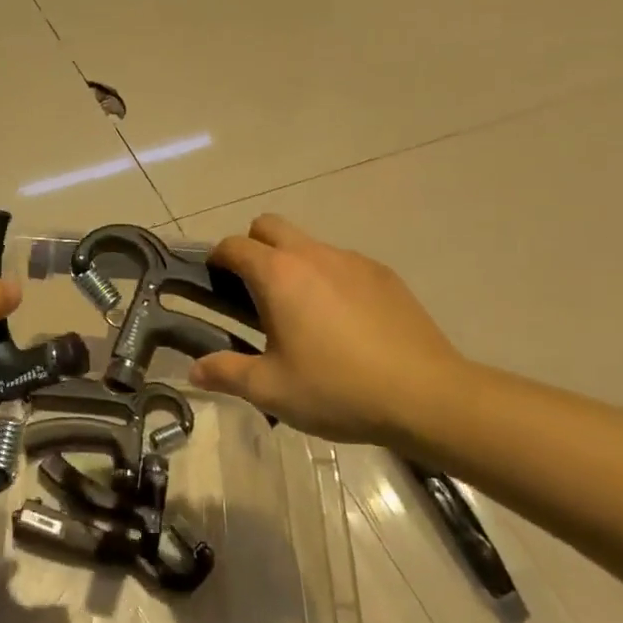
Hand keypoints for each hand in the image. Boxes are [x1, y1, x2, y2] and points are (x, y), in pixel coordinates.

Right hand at [188, 215, 465, 442]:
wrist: (427, 397)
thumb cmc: (337, 389)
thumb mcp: (271, 390)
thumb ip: (226, 373)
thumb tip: (195, 369)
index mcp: (278, 275)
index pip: (234, 246)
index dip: (217, 260)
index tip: (214, 283)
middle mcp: (313, 255)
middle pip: (270, 226)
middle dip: (253, 247)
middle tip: (254, 292)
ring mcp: (353, 261)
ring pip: (309, 244)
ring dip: (293, 264)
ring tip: (302, 313)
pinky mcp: (385, 276)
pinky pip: (343, 263)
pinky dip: (330, 279)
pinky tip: (343, 322)